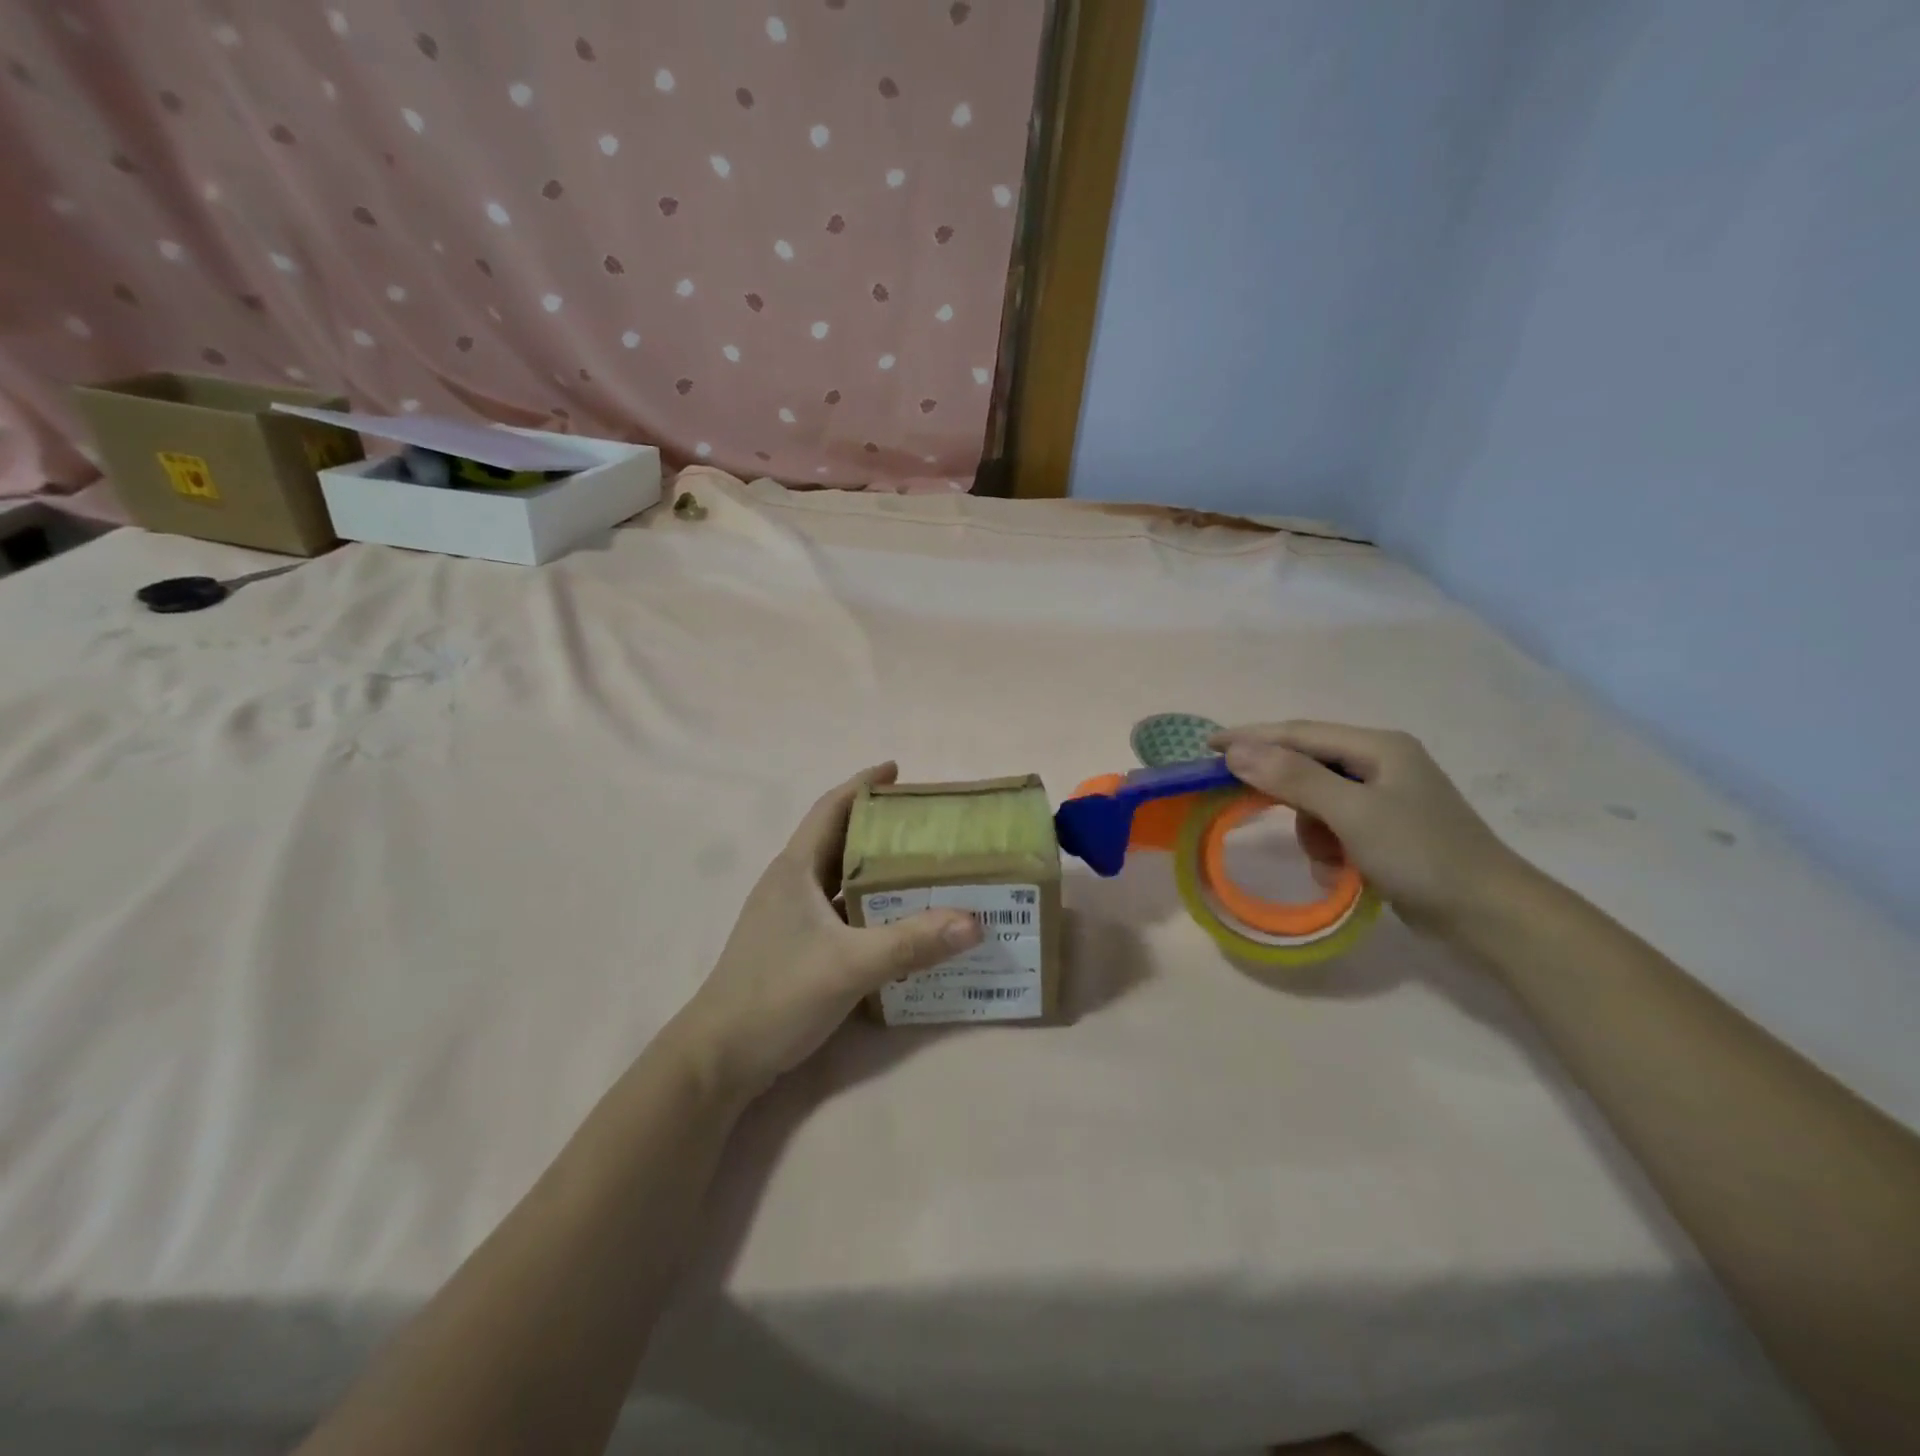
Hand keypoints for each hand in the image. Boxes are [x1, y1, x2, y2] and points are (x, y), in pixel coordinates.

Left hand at [671, 764, 982, 1097]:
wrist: (718, 1060)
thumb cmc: (776, 996)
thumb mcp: (849, 966)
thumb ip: (912, 942)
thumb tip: (975, 921)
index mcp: (795, 870)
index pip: (831, 809)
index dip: (863, 785)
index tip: (899, 770)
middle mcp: (792, 886)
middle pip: (841, 841)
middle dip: (882, 828)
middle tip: (930, 826)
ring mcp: (792, 919)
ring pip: (842, 880)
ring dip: (878, 871)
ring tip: (926, 868)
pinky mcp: (797, 949)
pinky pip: (843, 914)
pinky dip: (873, 909)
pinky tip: (903, 922)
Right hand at [1209, 721, 1524, 933]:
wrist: (1488, 915)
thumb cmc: (1421, 855)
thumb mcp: (1352, 814)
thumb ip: (1294, 779)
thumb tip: (1237, 751)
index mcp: (1378, 747)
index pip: (1299, 733)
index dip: (1251, 737)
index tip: (1207, 746)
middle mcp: (1381, 763)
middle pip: (1308, 763)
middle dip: (1281, 788)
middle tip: (1239, 799)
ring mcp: (1386, 797)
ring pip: (1317, 799)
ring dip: (1309, 827)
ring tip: (1325, 857)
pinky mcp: (1386, 828)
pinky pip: (1335, 825)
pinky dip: (1327, 846)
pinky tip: (1338, 869)